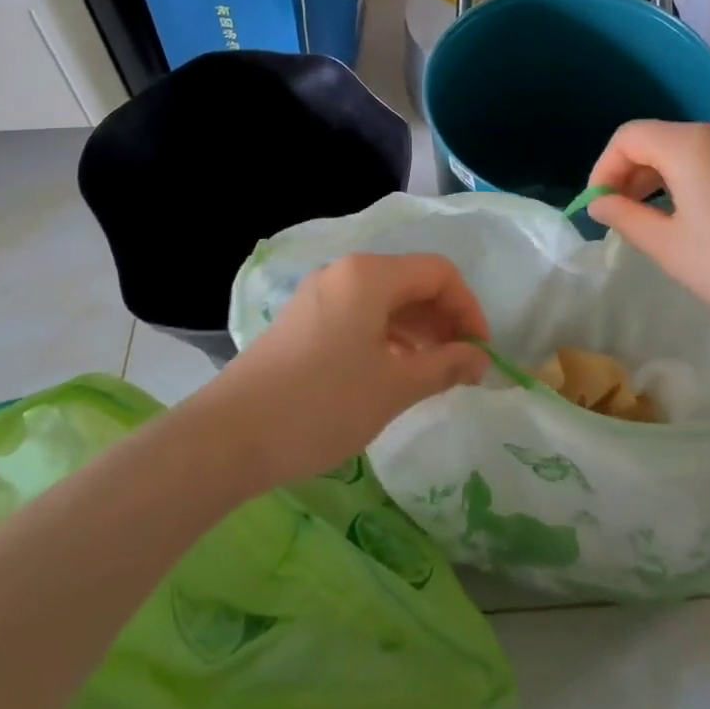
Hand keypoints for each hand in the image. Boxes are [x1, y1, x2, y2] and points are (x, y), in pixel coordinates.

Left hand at [188, 253, 490, 489]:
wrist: (230, 436)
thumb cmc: (323, 404)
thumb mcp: (394, 387)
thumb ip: (445, 367)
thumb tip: (479, 359)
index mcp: (370, 276)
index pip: (438, 273)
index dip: (468, 309)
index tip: (479, 353)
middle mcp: (344, 273)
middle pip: (410, 282)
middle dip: (443, 320)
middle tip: (459, 367)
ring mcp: (318, 296)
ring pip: (383, 301)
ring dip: (416, 331)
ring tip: (430, 375)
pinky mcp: (301, 321)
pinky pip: (357, 316)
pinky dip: (385, 338)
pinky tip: (390, 374)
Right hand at [586, 121, 709, 354]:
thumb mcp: (670, 247)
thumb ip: (625, 217)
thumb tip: (598, 202)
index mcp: (691, 144)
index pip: (629, 137)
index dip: (604, 168)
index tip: (597, 206)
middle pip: (658, 139)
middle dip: (630, 173)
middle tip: (618, 217)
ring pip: (686, 151)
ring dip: (658, 179)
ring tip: (650, 222)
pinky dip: (689, 181)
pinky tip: (690, 219)